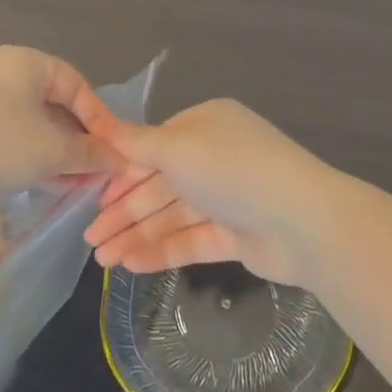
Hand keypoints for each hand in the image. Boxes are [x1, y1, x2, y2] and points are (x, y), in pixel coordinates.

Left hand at [0, 46, 120, 195]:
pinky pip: (11, 134)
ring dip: (57, 152)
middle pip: (56, 105)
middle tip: (96, 171)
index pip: (79, 87)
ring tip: (75, 183)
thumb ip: (90, 154)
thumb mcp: (51, 151)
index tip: (115, 152)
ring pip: (34, 123)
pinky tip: (45, 181)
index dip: (101, 121)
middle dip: (79, 141)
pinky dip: (31, 155)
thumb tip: (119, 159)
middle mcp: (5, 71)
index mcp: (28, 62)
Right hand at [82, 98, 332, 284]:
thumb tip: (104, 128)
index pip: (156, 147)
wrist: (301, 221)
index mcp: (207, 126)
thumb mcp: (178, 148)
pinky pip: (192, 240)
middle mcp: (217, 157)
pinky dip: (162, 251)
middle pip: (161, 184)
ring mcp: (229, 198)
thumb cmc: (233, 170)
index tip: (91, 195)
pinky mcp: (237, 235)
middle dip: (125, 210)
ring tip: (102, 262)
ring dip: (137, 235)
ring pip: (174, 215)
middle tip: (89, 239)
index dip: (122, 171)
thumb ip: (138, 144)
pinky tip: (130, 266)